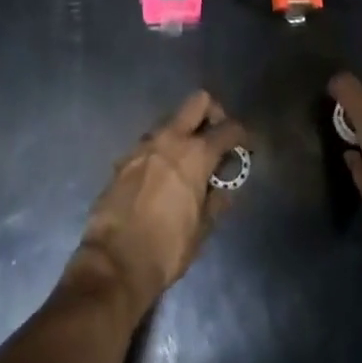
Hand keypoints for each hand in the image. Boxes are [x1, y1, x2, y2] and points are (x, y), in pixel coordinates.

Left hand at [69, 90, 247, 314]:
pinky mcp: (125, 156)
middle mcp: (170, 138)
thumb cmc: (166, 249)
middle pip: (198, 101)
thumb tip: (224, 186)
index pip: (227, 129)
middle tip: (217, 137)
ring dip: (184, 133)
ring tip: (189, 163)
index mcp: (195, 155)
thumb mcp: (202, 230)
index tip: (247, 145)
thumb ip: (216, 200)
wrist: (114, 261)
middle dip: (213, 112)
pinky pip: (151, 143)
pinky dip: (163, 151)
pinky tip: (163, 177)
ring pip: (172, 120)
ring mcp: (144, 144)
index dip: (242, 135)